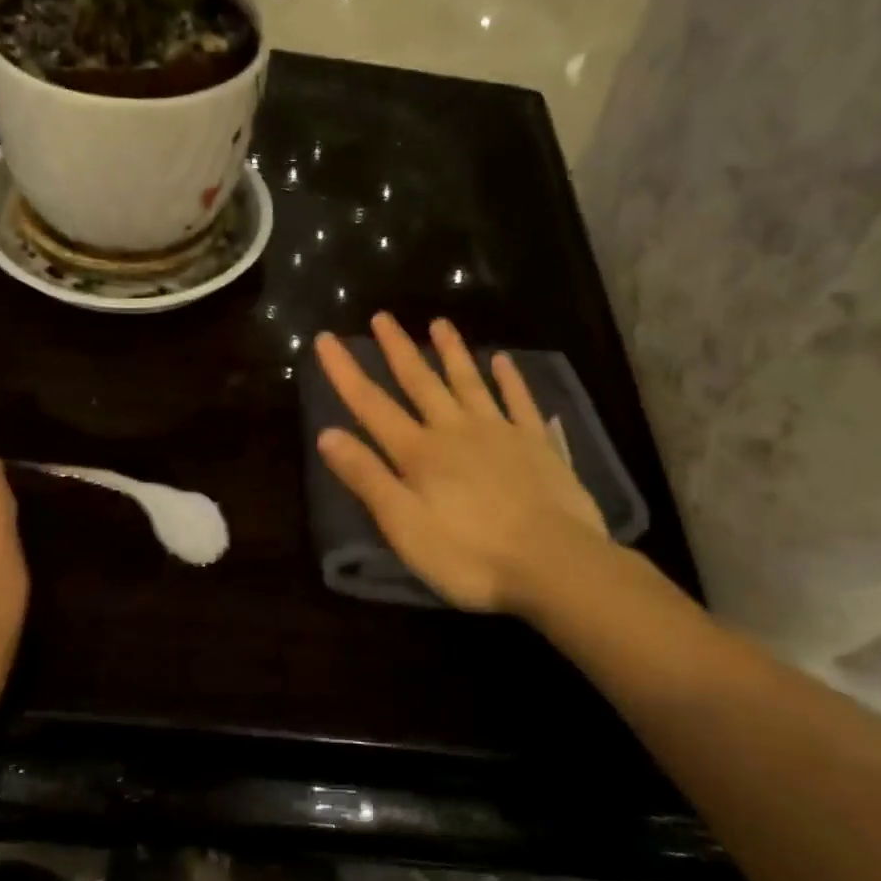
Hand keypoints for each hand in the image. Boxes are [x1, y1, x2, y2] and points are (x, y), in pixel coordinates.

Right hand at [315, 314, 611, 615]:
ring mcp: (500, 433)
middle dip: (398, 349)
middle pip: (420, 382)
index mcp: (419, 453)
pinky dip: (510, 379)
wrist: (554, 564)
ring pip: (469, 382)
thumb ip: (367, 478)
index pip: (371, 405)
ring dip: (452, 352)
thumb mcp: (404, 525)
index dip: (345, 372)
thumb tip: (327, 433)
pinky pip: (520, 402)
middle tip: (382, 316)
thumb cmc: (469, 555)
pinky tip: (502, 360)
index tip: (326, 338)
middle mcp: (455, 430)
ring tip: (439, 322)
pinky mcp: (537, 445)